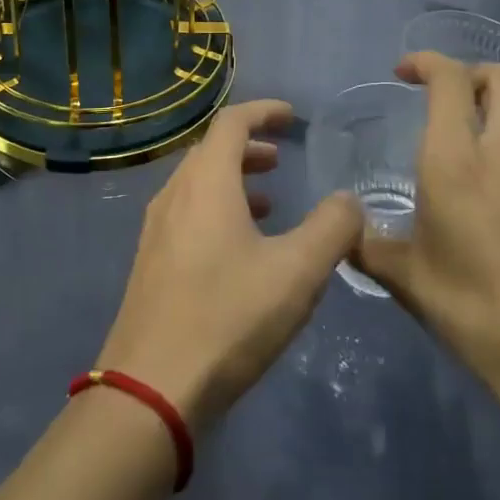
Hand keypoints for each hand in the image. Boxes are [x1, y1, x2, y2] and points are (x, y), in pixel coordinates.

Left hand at [97, 100, 362, 431]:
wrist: (151, 387)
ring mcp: (156, 229)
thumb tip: (349, 200)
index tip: (292, 117)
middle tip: (281, 159)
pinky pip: (186, 213)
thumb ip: (332, 228)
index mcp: (205, 182)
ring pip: (196, 184)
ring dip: (232, 180)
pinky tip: (238, 248)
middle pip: (210, 151)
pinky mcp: (150, 262)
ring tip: (267, 202)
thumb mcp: (297, 272)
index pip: (232, 122)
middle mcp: (174, 194)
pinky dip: (216, 209)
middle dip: (248, 147)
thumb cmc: (228, 316)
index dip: (263, 112)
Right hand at [353, 49, 499, 445]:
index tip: (405, 72)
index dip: (425, 63)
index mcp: (454, 163)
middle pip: (494, 78)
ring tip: (489, 89)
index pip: (446, 83)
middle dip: (466, 74)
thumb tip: (339, 228)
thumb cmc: (477, 315)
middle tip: (447, 96)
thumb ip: (366, 244)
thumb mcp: (406, 279)